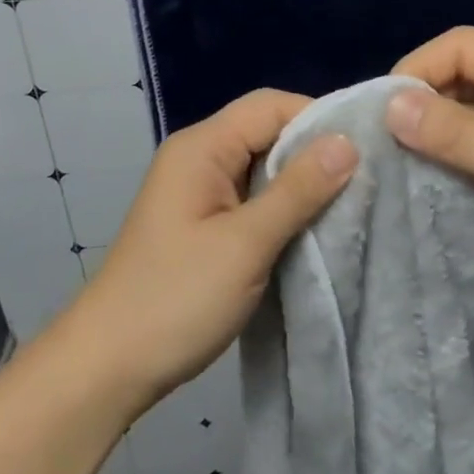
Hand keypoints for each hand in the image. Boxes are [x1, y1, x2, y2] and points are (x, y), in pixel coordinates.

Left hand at [64, 90, 357, 415]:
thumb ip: (298, 190)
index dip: (318, 119)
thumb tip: (348, 142)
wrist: (107, 367)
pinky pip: (252, 197)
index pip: (270, 106)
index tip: (365, 149)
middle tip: (366, 179)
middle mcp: (199, 157)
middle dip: (314, 152)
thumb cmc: (175, 299)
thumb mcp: (245, 244)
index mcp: (202, 147)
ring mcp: (199, 191)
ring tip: (350, 203)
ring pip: (263, 167)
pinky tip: (313, 229)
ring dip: (301, 183)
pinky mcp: (203, 222)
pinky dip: (282, 207)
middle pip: (266, 132)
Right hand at [387, 26, 473, 319]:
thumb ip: (455, 133)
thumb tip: (390, 105)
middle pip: (466, 71)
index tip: (384, 109)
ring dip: (437, 125)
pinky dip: (455, 148)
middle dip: (425, 97)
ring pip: (471, 104)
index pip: (465, 45)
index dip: (420, 68)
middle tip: (386, 135)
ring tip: (400, 153)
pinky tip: (431, 169)